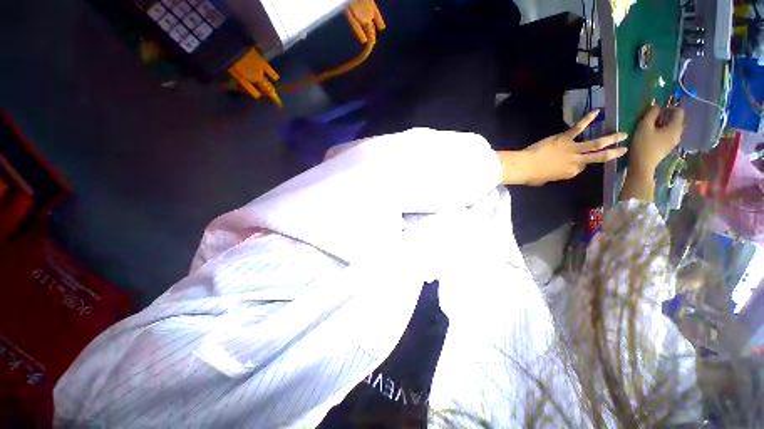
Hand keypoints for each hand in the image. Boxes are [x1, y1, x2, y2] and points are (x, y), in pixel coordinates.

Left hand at [505, 110, 627, 185]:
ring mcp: (572, 149)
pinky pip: (578, 127)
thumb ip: (557, 173)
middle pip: (599, 157)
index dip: (581, 163)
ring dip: (611, 138)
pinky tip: (596, 111)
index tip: (578, 160)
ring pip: (596, 143)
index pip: (582, 166)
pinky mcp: (565, 138)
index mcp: (571, 172)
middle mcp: (576, 161)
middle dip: (613, 153)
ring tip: (623, 134)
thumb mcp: (547, 179)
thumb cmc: (532, 175)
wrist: (525, 166)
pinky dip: (587, 119)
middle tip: (625, 149)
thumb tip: (556, 169)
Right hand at [629, 105, 684, 174]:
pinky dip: (663, 131)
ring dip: (665, 124)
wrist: (642, 165)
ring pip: (673, 128)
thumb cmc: (643, 145)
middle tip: (655, 116)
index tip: (658, 109)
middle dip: (668, 116)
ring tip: (653, 125)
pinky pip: (669, 135)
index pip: (679, 111)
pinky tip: (653, 135)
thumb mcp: (644, 127)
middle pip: (677, 120)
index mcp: (675, 127)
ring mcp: (674, 142)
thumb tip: (656, 106)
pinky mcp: (668, 148)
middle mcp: (678, 134)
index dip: (670, 107)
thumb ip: (651, 114)